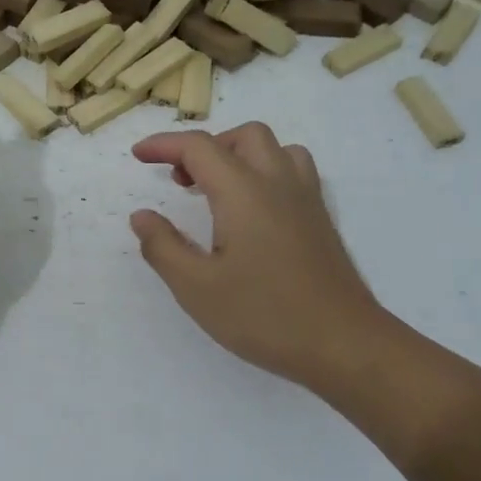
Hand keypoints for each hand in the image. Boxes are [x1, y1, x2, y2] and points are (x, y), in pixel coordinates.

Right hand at [130, 123, 385, 389]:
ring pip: (274, 149)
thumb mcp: (197, 288)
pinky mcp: (321, 220)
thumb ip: (163, 247)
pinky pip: (292, 171)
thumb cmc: (263, 316)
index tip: (138, 155)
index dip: (164, 145)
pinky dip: (263, 172)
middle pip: (243, 137)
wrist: (342, 343)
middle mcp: (278, 183)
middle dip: (204, 148)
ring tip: (216, 191)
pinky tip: (251, 212)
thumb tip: (142, 217)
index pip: (199, 148)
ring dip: (238, 155)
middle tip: (179, 181)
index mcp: (244, 192)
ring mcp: (306, 200)